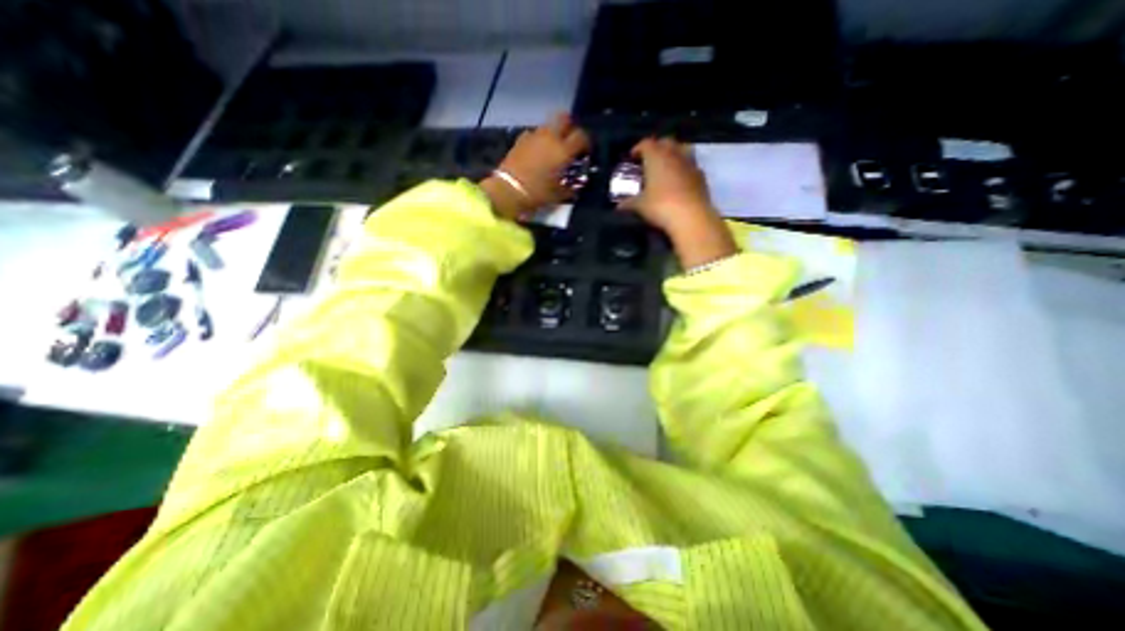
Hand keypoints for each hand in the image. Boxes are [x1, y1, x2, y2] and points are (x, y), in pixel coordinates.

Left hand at [479, 112, 591, 218]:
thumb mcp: (558, 195)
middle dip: (569, 127)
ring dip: (553, 133)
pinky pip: (533, 134)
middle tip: (569, 141)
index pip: (581, 136)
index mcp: (563, 151)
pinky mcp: (520, 140)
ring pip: (548, 125)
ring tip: (552, 148)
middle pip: (564, 118)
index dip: (586, 142)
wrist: (508, 190)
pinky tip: (537, 152)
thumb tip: (577, 186)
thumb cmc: (537, 194)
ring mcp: (534, 136)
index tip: (585, 152)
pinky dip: (538, 140)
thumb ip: (570, 188)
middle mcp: (550, 138)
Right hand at [614, 138, 740, 267]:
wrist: (691, 217)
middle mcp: (674, 154)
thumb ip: (629, 203)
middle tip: (649, 160)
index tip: (632, 157)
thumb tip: (619, 206)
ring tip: (665, 167)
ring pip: (681, 149)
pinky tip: (678, 181)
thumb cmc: (660, 206)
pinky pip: (690, 165)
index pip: (646, 143)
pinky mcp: (701, 175)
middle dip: (657, 148)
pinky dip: (683, 168)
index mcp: (656, 156)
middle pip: (665, 142)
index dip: (638, 149)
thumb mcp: (640, 206)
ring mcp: (690, 163)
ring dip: (673, 154)